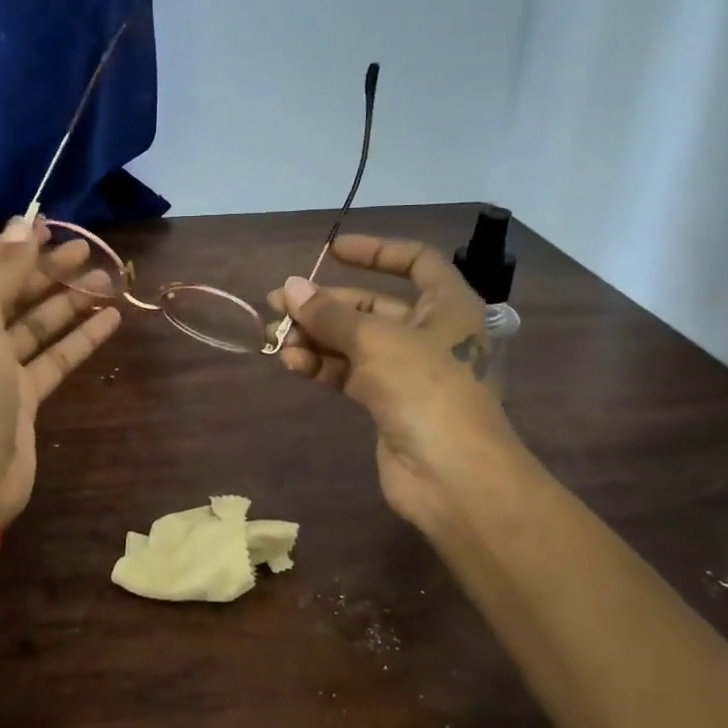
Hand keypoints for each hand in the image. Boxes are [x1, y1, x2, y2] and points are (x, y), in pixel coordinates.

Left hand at [0, 219, 120, 525]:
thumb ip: (2, 270)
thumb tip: (23, 224)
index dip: (17, 244)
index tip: (53, 224)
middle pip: (14, 292)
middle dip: (49, 270)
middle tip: (89, 251)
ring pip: (39, 324)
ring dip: (71, 301)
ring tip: (108, 280)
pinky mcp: (25, 397)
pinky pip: (55, 357)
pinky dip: (81, 338)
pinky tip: (111, 319)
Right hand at [266, 235, 526, 540]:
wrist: (452, 476)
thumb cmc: (426, 389)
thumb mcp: (376, 341)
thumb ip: (330, 314)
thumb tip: (288, 287)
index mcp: (448, 306)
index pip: (415, 262)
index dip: (375, 251)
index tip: (332, 251)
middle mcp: (430, 333)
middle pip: (372, 306)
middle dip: (326, 304)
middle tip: (278, 303)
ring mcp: (407, 371)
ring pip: (354, 342)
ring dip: (316, 337)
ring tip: (275, 336)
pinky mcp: (387, 403)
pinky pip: (349, 373)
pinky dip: (322, 366)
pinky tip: (291, 362)